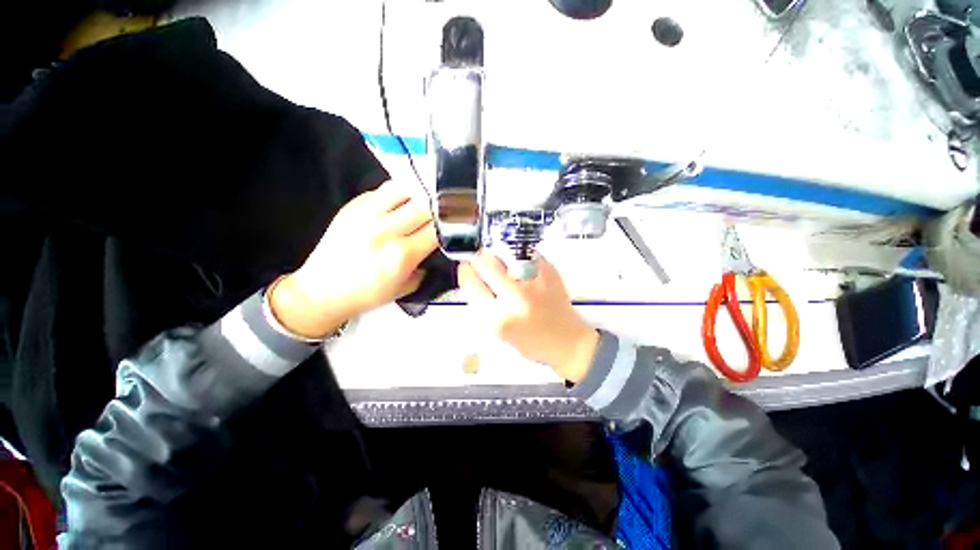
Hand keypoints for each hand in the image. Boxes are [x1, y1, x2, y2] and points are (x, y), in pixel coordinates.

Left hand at [270, 180, 437, 338]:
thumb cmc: (368, 295)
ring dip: (421, 193)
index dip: (453, 224)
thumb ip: (426, 263)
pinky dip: (400, 193)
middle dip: (441, 207)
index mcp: (401, 255)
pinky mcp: (353, 205)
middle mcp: (386, 230)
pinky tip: (404, 201)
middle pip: (425, 205)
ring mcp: (366, 214)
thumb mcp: (407, 286)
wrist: (322, 290)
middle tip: (448, 209)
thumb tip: (439, 243)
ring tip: (427, 199)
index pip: (438, 230)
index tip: (461, 222)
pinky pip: (384, 190)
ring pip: (405, 188)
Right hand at [457, 251, 599, 382]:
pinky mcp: (549, 272)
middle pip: (486, 263)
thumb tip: (472, 278)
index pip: (472, 284)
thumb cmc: (531, 342)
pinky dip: (519, 257)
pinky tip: (522, 268)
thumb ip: (483, 306)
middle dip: (479, 260)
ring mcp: (534, 282)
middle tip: (481, 262)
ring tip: (503, 265)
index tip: (466, 268)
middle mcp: (515, 297)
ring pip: (505, 254)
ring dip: (498, 257)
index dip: (465, 273)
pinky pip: (526, 254)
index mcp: (498, 318)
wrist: (567, 342)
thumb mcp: (499, 331)